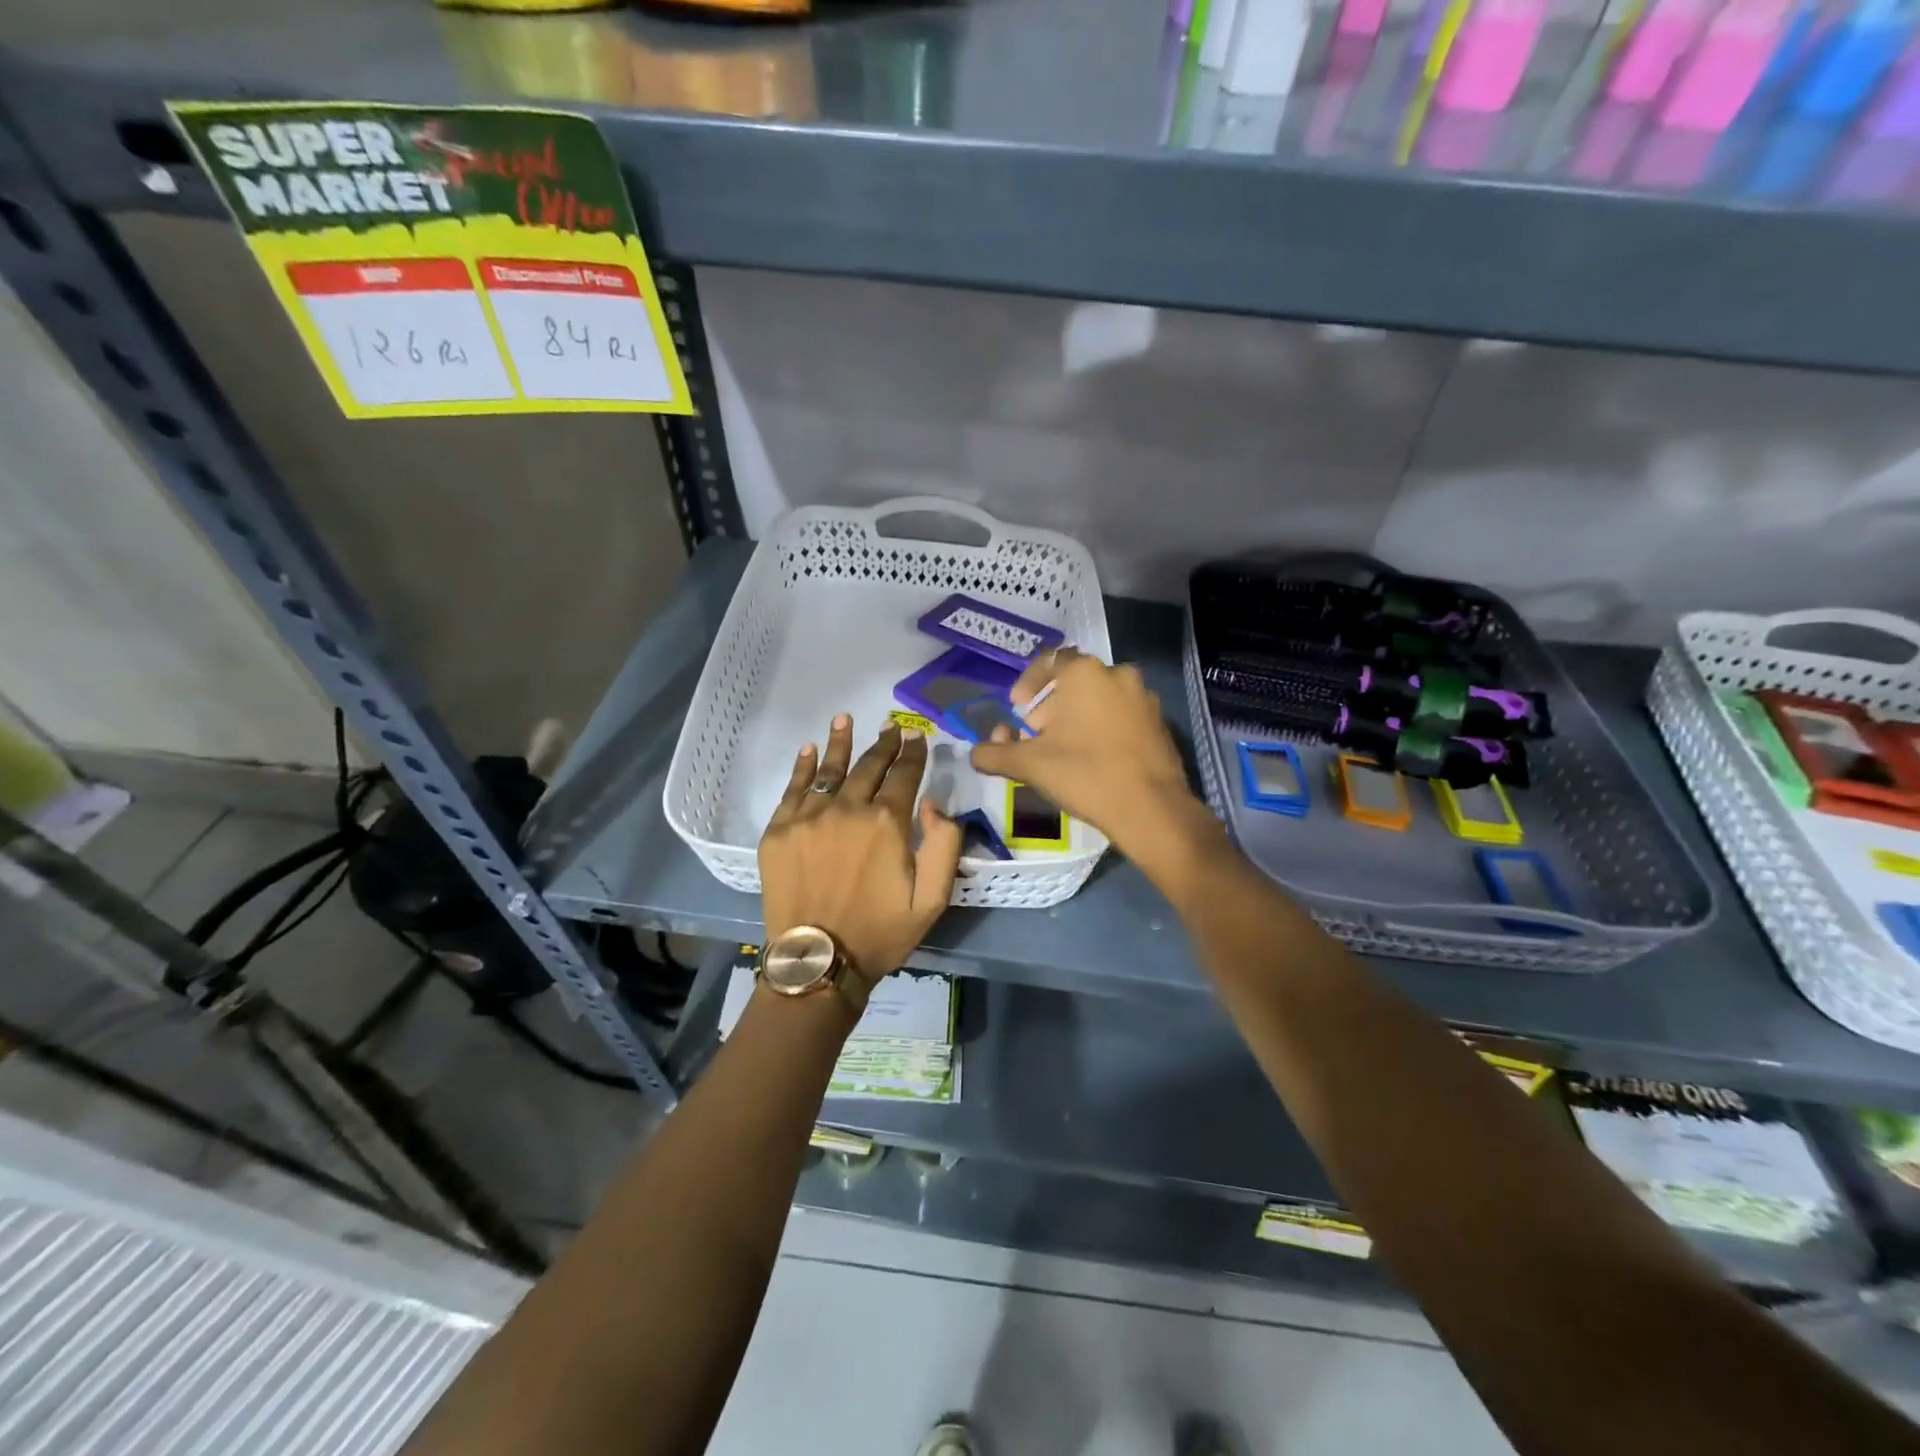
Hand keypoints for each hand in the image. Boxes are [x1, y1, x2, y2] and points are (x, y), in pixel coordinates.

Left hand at [760, 715, 963, 987]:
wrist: (818, 963)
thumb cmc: (881, 932)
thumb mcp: (933, 899)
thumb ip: (944, 845)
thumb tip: (931, 802)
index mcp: (886, 823)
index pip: (904, 776)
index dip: (913, 754)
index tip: (917, 737)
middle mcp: (847, 809)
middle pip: (868, 766)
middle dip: (884, 744)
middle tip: (892, 728)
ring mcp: (809, 817)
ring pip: (829, 769)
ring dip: (840, 742)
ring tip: (846, 719)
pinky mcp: (779, 831)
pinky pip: (793, 789)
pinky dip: (803, 767)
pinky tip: (809, 750)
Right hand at [969, 648, 1200, 857]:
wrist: (1150, 809)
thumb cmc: (1084, 774)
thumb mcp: (1029, 765)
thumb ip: (995, 754)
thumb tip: (974, 754)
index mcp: (1085, 673)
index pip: (1050, 661)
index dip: (1029, 683)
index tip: (1019, 709)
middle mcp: (1118, 675)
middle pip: (1075, 682)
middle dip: (1051, 705)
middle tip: (1037, 735)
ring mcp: (1144, 698)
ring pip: (1101, 699)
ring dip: (1078, 717)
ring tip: (1064, 750)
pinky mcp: (1161, 724)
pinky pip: (1123, 716)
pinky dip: (1104, 728)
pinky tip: (1095, 759)